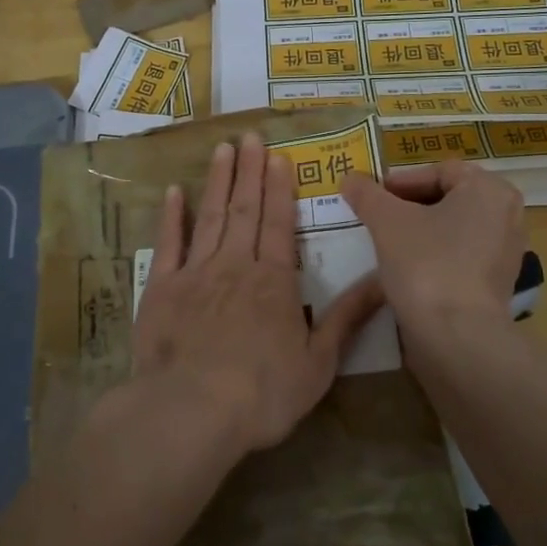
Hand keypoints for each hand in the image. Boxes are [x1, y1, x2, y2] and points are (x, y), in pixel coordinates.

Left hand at [132, 135, 383, 454]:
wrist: (191, 410)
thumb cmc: (262, 392)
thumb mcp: (319, 362)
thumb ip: (348, 317)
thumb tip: (385, 281)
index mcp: (274, 281)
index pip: (280, 223)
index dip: (280, 188)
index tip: (278, 156)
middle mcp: (235, 265)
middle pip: (245, 209)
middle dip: (250, 171)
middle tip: (250, 135)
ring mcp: (195, 273)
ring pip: (210, 216)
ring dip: (217, 180)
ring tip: (222, 149)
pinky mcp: (161, 288)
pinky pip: (168, 244)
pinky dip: (171, 217)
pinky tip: (173, 192)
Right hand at [342, 162, 524, 331]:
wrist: (456, 335)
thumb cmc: (426, 264)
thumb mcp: (386, 222)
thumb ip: (367, 194)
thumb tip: (349, 178)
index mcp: (489, 189)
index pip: (438, 172)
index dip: (400, 181)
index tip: (372, 197)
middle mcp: (507, 214)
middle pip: (448, 198)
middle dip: (409, 206)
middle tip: (376, 217)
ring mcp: (506, 251)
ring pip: (454, 229)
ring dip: (421, 231)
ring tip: (388, 243)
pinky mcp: (498, 283)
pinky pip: (461, 256)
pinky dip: (436, 256)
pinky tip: (408, 269)